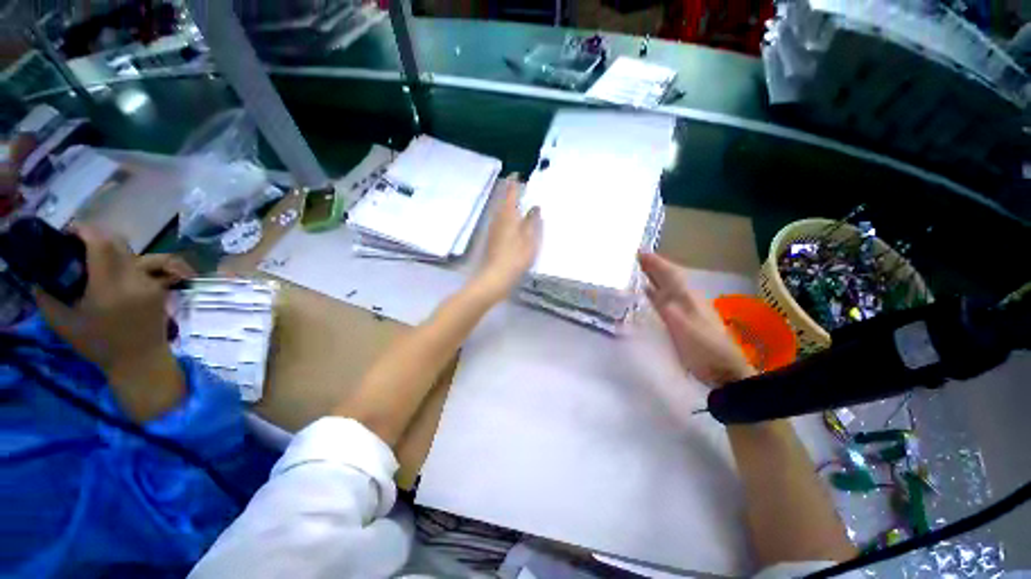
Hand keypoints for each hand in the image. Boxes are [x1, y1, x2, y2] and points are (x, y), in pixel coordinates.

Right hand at [33, 226, 194, 418]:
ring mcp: (151, 283)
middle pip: (118, 243)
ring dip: (112, 249)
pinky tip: (112, 272)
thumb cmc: (99, 346)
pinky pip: (144, 266)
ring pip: (132, 253)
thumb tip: (38, 277)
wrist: (141, 360)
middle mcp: (134, 280)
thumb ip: (47, 298)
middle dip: (97, 237)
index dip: (85, 231)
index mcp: (109, 286)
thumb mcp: (64, 324)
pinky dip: (125, 262)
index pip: (102, 244)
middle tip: (78, 245)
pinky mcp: (160, 288)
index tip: (68, 233)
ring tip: (95, 259)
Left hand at [472, 178, 541, 301]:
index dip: (513, 183)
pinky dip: (508, 217)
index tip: (517, 174)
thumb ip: (532, 222)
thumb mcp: (530, 239)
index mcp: (508, 216)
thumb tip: (534, 207)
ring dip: (510, 206)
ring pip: (502, 212)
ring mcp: (493, 230)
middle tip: (521, 189)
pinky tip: (514, 223)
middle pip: (504, 202)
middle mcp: (498, 219)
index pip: (510, 193)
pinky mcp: (492, 239)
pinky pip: (501, 222)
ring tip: (520, 204)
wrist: (496, 276)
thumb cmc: (516, 257)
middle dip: (511, 194)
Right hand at [639, 252, 754, 386]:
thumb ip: (668, 309)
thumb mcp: (685, 329)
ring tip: (641, 270)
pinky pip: (666, 299)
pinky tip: (648, 293)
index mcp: (688, 298)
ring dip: (655, 277)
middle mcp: (688, 300)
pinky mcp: (684, 320)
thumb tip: (651, 291)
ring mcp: (687, 310)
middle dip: (654, 266)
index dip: (656, 263)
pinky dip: (656, 293)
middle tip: (637, 257)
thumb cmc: (704, 350)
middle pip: (670, 278)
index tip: (640, 252)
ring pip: (668, 288)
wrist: (724, 371)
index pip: (670, 275)